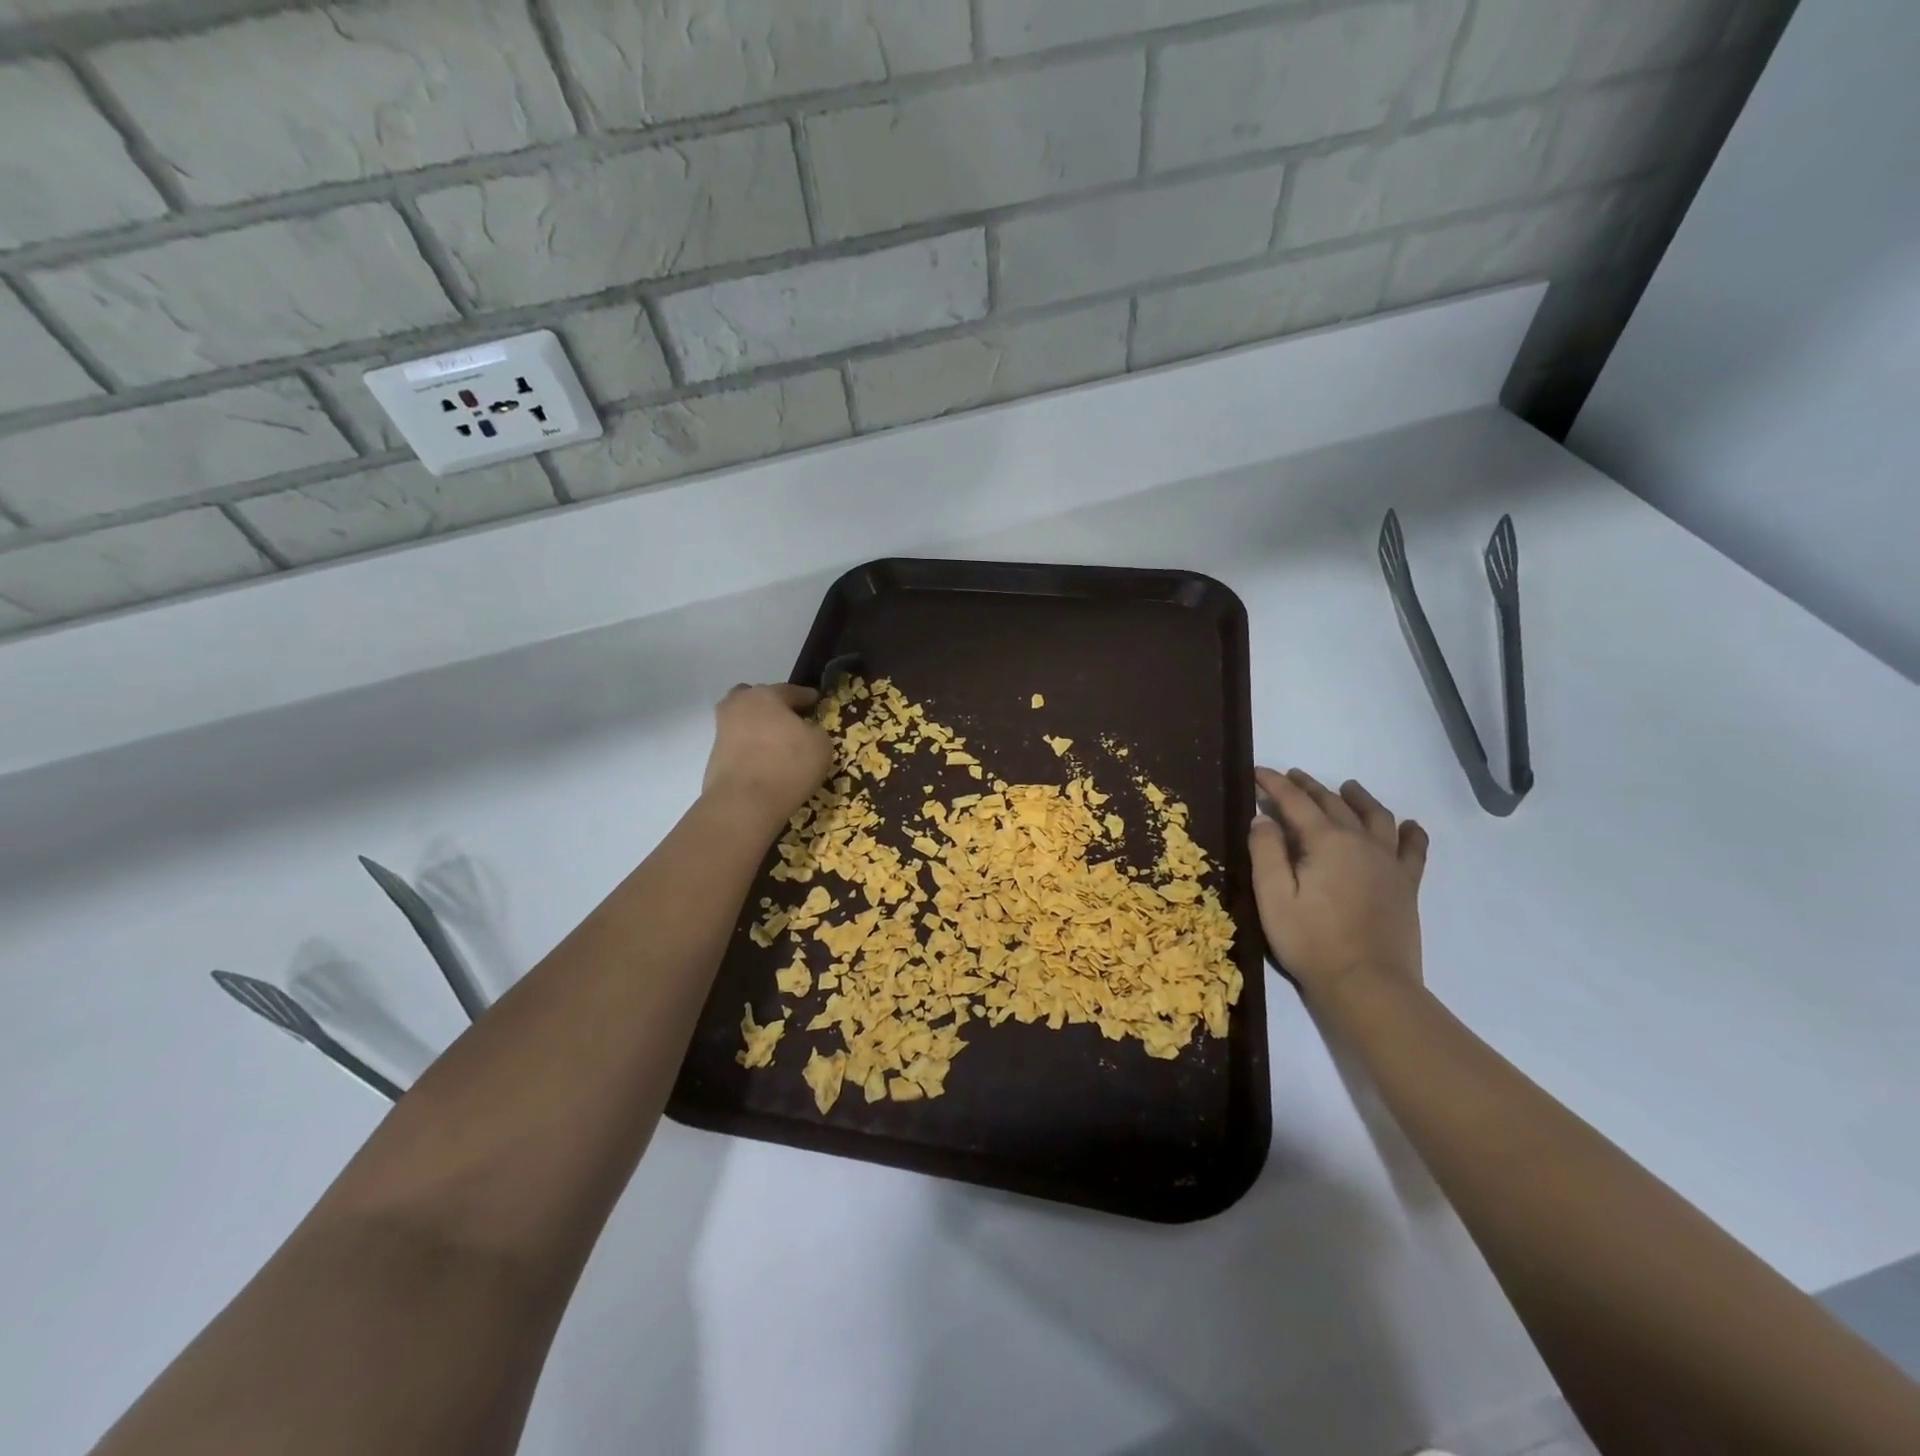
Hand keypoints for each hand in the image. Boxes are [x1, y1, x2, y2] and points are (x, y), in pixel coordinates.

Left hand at [702, 684, 832, 831]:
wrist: (744, 803)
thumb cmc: (788, 765)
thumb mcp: (820, 744)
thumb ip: (815, 730)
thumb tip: (805, 730)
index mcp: (766, 695)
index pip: (790, 690)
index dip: (806, 696)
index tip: (815, 699)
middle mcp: (739, 705)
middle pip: (757, 698)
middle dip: (772, 705)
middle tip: (788, 719)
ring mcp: (723, 730)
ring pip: (744, 720)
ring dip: (758, 727)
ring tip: (775, 743)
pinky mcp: (714, 755)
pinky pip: (738, 743)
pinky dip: (750, 748)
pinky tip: (764, 761)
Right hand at [1248, 768, 1428, 1002]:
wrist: (1368, 985)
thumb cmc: (1311, 941)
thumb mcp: (1273, 897)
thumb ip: (1266, 852)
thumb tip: (1263, 818)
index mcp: (1326, 841)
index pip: (1295, 802)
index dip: (1275, 784)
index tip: (1258, 772)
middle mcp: (1361, 842)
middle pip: (1334, 803)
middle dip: (1309, 786)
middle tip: (1291, 776)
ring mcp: (1388, 863)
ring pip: (1376, 816)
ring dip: (1358, 798)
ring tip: (1347, 787)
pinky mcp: (1406, 886)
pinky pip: (1413, 849)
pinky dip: (1409, 832)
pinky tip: (1407, 825)